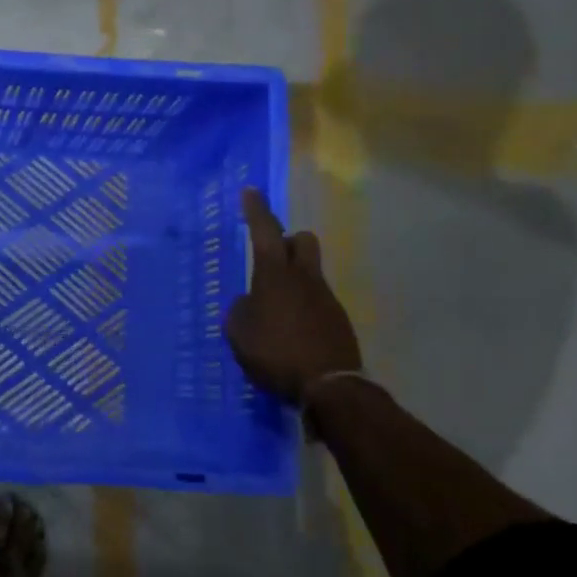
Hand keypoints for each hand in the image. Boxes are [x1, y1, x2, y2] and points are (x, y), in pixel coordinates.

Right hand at [224, 188, 361, 402]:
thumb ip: (241, 311)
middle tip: (270, 258)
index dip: (256, 211)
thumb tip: (250, 303)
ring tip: (274, 307)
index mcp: (274, 275)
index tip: (250, 191)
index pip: (265, 232)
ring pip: (310, 271)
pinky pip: (316, 300)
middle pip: (302, 241)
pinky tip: (290, 332)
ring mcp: (325, 298)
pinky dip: (302, 307)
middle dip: (287, 241)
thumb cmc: (274, 353)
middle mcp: (304, 278)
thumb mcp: (239, 333)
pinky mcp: (337, 319)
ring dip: (294, 278)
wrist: (328, 386)